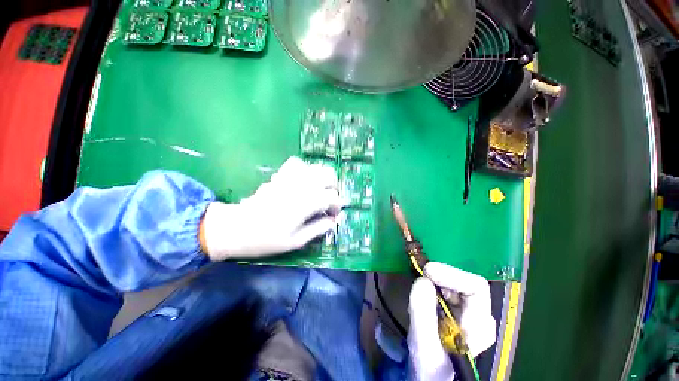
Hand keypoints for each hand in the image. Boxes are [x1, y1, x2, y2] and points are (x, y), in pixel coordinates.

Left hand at [200, 157, 341, 260]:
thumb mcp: (295, 241)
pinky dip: (305, 169)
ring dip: (322, 178)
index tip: (334, 214)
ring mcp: (290, 178)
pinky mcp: (280, 175)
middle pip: (328, 174)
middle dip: (334, 186)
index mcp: (306, 203)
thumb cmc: (266, 239)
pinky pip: (297, 163)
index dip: (337, 205)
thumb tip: (334, 221)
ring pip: (315, 167)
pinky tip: (303, 181)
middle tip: (330, 199)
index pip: (332, 197)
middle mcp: (301, 186)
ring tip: (319, 190)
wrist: (236, 228)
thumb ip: (318, 229)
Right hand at [407, 262, 495, 380]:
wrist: (431, 376)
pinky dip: (431, 286)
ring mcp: (468, 311)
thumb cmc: (431, 368)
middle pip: (464, 282)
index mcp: (479, 325)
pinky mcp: (456, 309)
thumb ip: (423, 314)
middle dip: (440, 277)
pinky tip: (423, 297)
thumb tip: (422, 280)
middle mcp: (479, 314)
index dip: (451, 274)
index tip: (427, 271)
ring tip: (419, 293)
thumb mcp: (424, 346)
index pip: (476, 287)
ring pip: (453, 283)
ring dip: (434, 281)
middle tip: (420, 277)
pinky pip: (445, 288)